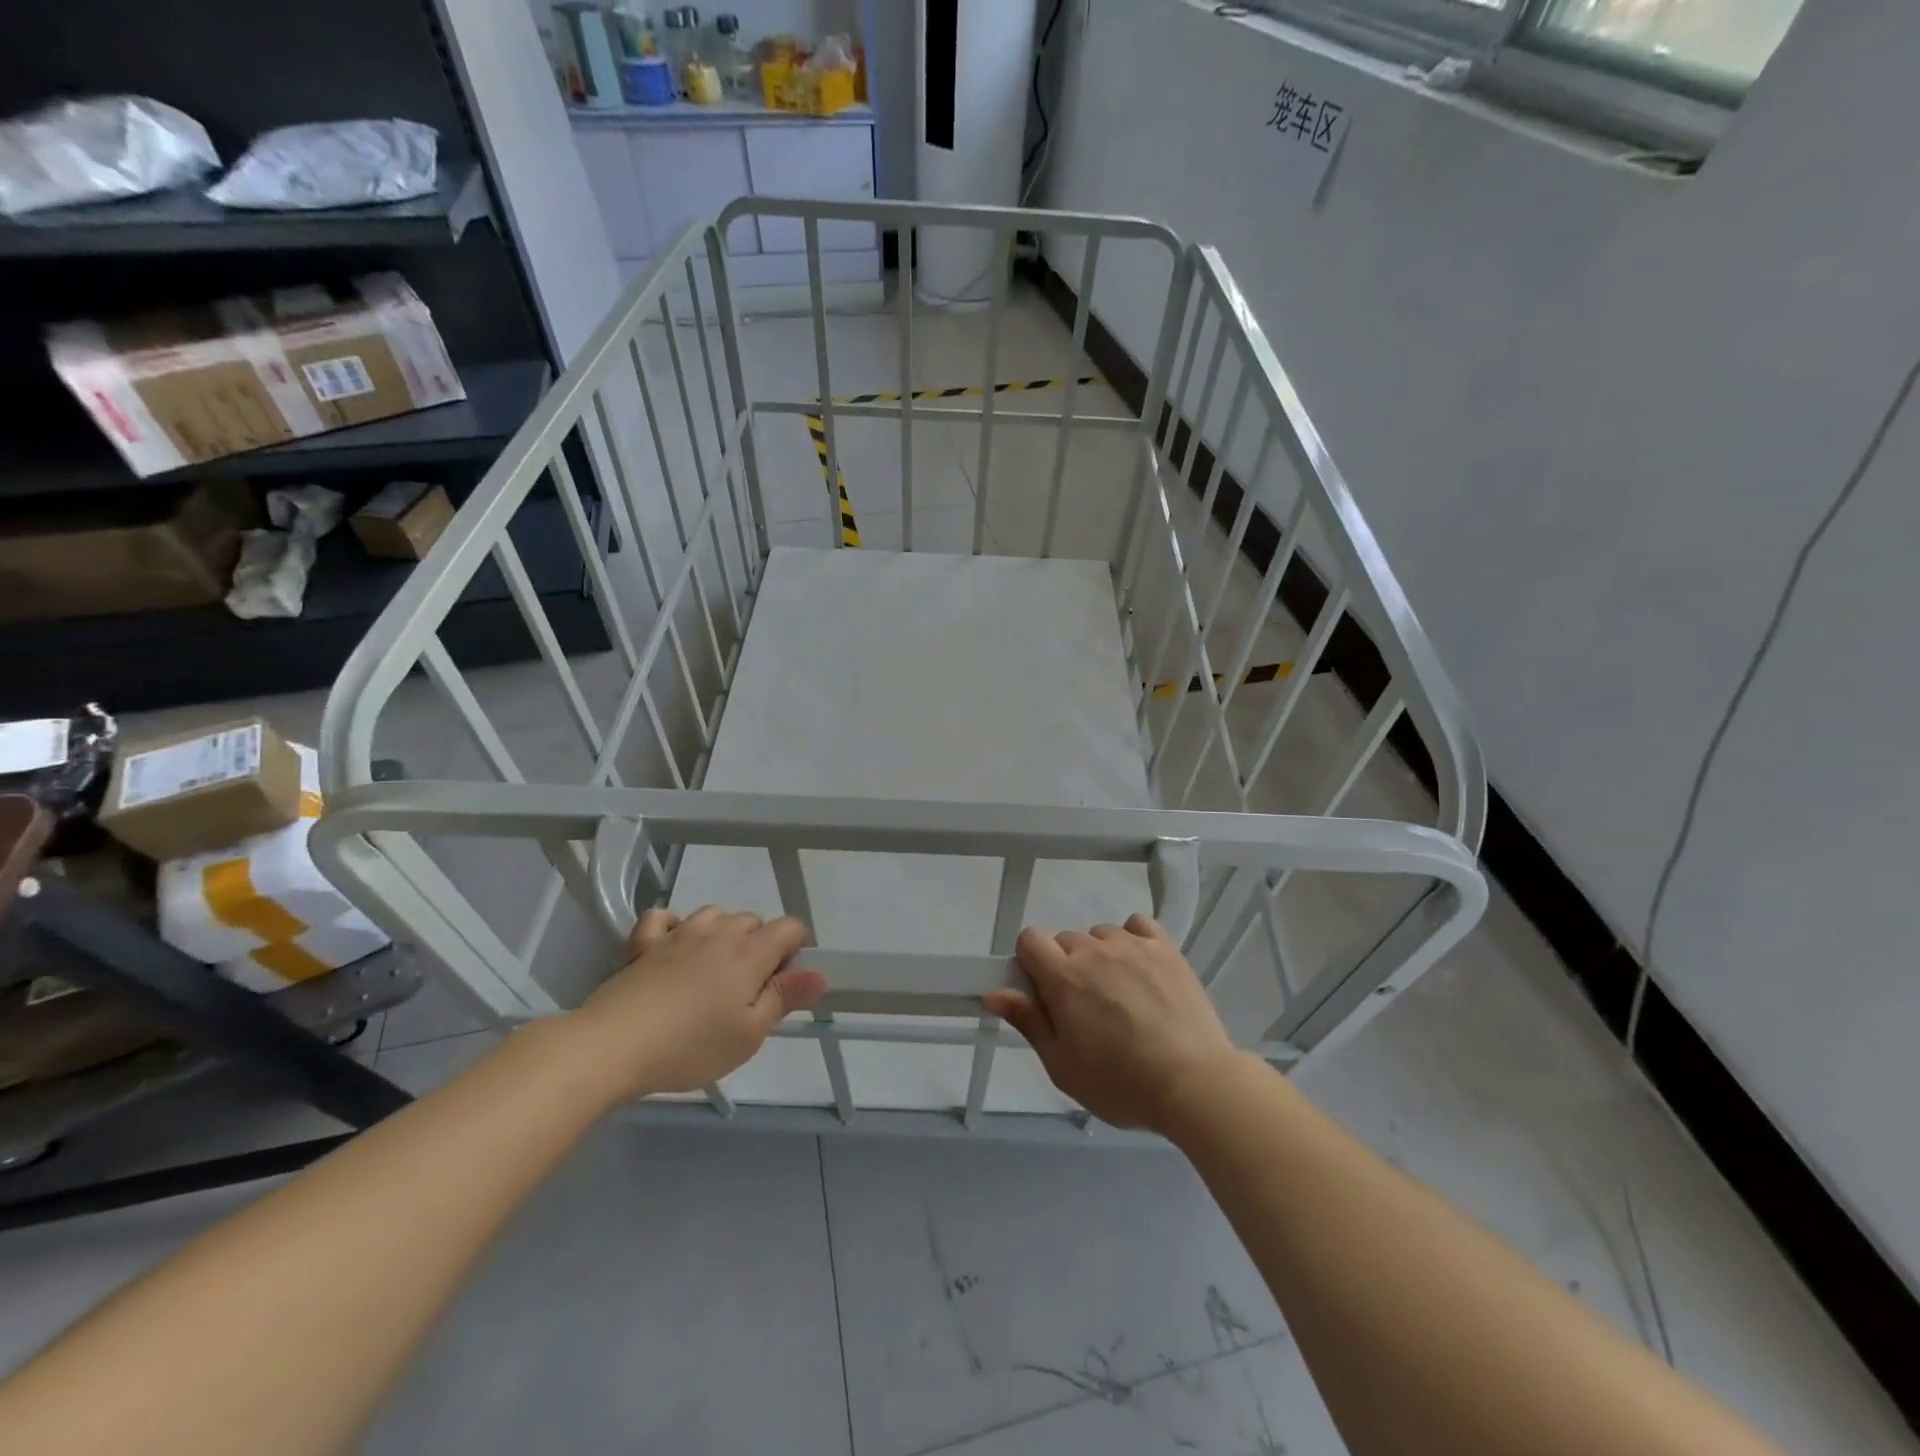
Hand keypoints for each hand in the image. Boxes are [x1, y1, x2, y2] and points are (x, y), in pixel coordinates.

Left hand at [571, 906, 827, 1098]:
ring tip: (715, 968)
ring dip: (722, 931)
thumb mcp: (749, 1034)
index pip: (790, 927)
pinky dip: (673, 925)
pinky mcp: (643, 944)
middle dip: (761, 944)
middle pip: (753, 920)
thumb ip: (785, 998)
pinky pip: (663, 917)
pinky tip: (672, 945)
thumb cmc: (690, 1045)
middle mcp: (719, 933)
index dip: (798, 948)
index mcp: (750, 953)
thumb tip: (820, 973)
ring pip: (714, 914)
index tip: (787, 981)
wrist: (613, 1045)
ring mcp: (678, 934)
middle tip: (749, 988)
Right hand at [983, 913, 1240, 1134]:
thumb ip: (1029, 1022)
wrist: (1194, 1083)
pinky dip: (1134, 940)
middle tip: (1085, 1007)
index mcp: (1063, 977)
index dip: (1030, 962)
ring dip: (1101, 956)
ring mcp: (1133, 945)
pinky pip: (1138, 926)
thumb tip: (993, 993)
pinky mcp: (1165, 948)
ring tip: (1121, 995)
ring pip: (1101, 935)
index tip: (1043, 992)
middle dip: (1067, 966)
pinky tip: (1142, 968)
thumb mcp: (1063, 1066)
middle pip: (1066, 940)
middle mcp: (1094, 950)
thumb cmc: (1121, 1084)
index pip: (1029, 939)